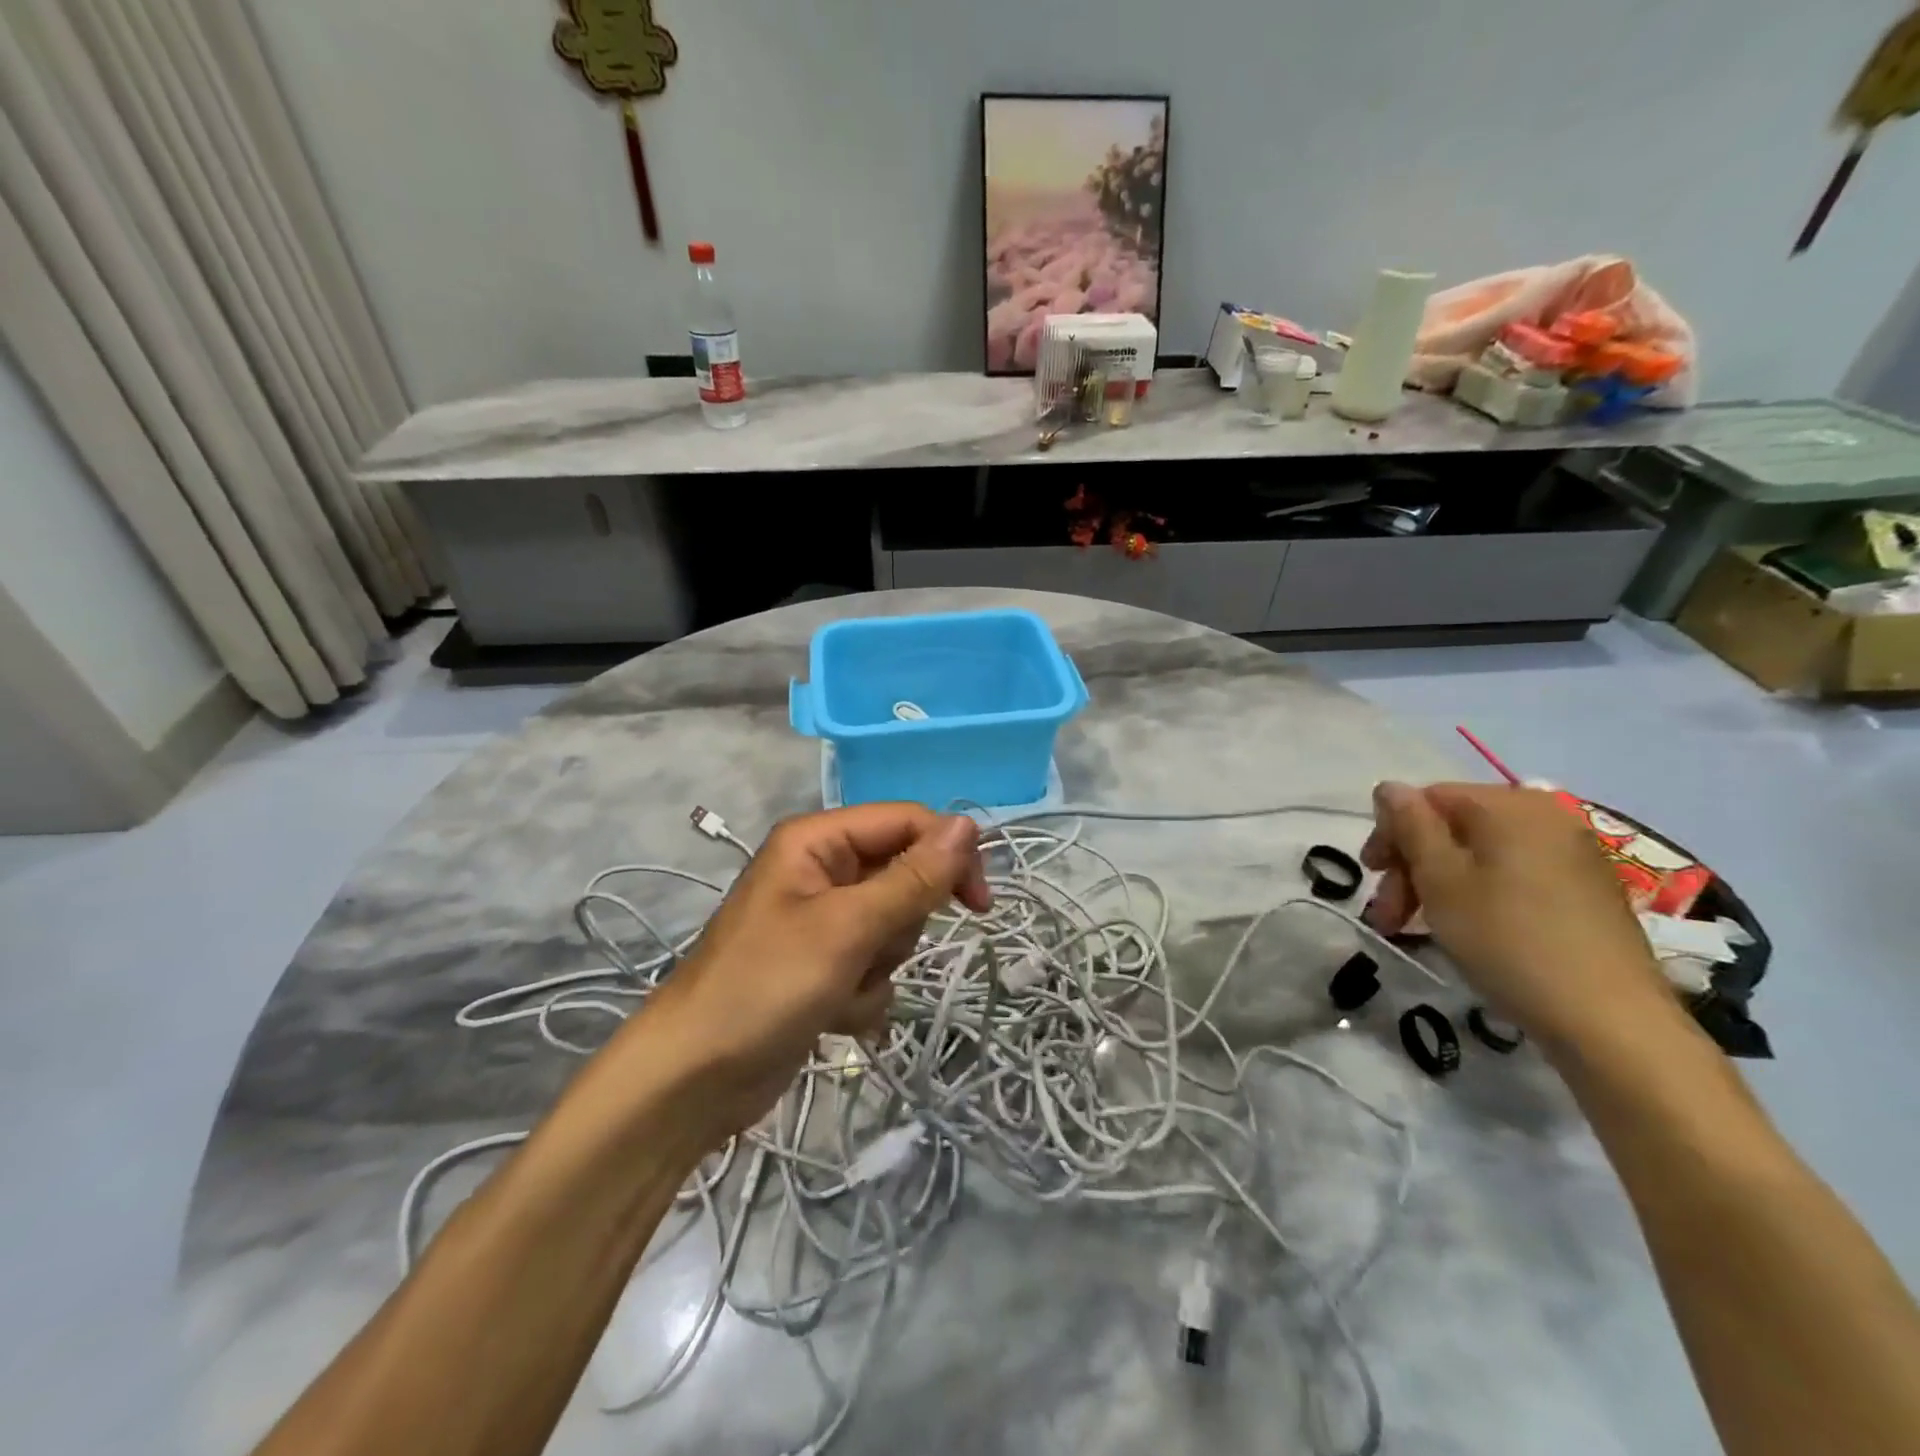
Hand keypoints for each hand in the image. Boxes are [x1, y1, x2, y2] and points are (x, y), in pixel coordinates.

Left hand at [633, 805, 991, 1139]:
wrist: (693, 1081)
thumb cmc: (766, 987)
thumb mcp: (847, 928)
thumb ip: (913, 877)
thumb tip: (968, 825)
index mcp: (818, 841)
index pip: (907, 822)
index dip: (948, 855)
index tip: (979, 905)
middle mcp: (822, 870)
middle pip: (904, 876)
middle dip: (899, 924)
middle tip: (870, 949)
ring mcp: (823, 920)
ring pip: (895, 927)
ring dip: (880, 965)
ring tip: (840, 987)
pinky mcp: (824, 965)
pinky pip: (875, 966)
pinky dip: (864, 994)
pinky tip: (831, 1016)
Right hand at [1360, 781, 1675, 1055]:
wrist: (1611, 1022)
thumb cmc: (1508, 940)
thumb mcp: (1440, 880)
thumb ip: (1410, 825)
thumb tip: (1389, 787)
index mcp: (1509, 805)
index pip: (1428, 798)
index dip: (1390, 834)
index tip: (1371, 877)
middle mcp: (1546, 817)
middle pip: (1454, 826)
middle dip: (1411, 866)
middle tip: (1387, 915)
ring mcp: (1573, 854)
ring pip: (1481, 855)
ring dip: (1438, 885)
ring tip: (1414, 929)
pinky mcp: (1587, 892)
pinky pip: (1513, 876)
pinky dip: (1478, 895)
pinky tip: (1466, 930)